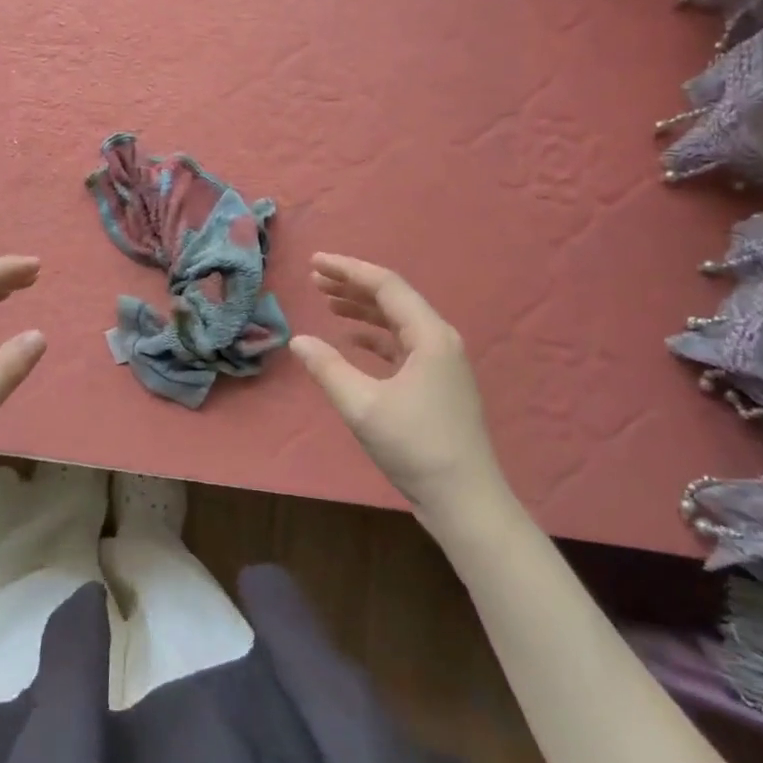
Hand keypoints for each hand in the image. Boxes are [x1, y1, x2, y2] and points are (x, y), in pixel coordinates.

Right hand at [291, 254, 508, 518]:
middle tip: (315, 278)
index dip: (348, 270)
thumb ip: (327, 369)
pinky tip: (352, 341)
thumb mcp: (362, 406)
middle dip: (353, 285)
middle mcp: (440, 340)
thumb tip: (298, 340)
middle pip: (393, 299)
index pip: (385, 286)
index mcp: (430, 335)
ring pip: (397, 322)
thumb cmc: (415, 446)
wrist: (465, 500)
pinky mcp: (437, 384)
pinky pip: (402, 345)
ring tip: (328, 301)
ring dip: (363, 310)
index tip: (315, 262)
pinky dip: (375, 338)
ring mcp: (441, 363)